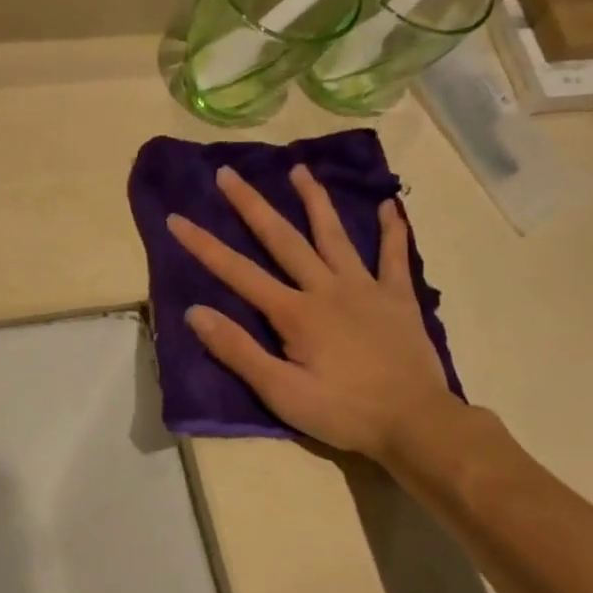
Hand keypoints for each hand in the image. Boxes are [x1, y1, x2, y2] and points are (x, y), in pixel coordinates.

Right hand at [167, 165, 455, 461]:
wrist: (415, 422)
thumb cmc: (343, 412)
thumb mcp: (281, 392)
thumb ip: (238, 351)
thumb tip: (195, 312)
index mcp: (295, 313)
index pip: (238, 273)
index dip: (204, 246)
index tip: (177, 219)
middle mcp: (327, 289)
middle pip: (283, 239)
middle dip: (252, 205)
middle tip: (229, 173)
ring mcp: (366, 289)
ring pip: (334, 236)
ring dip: (314, 201)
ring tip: (299, 169)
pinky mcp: (398, 299)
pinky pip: (393, 257)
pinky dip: (391, 230)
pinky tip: (388, 205)